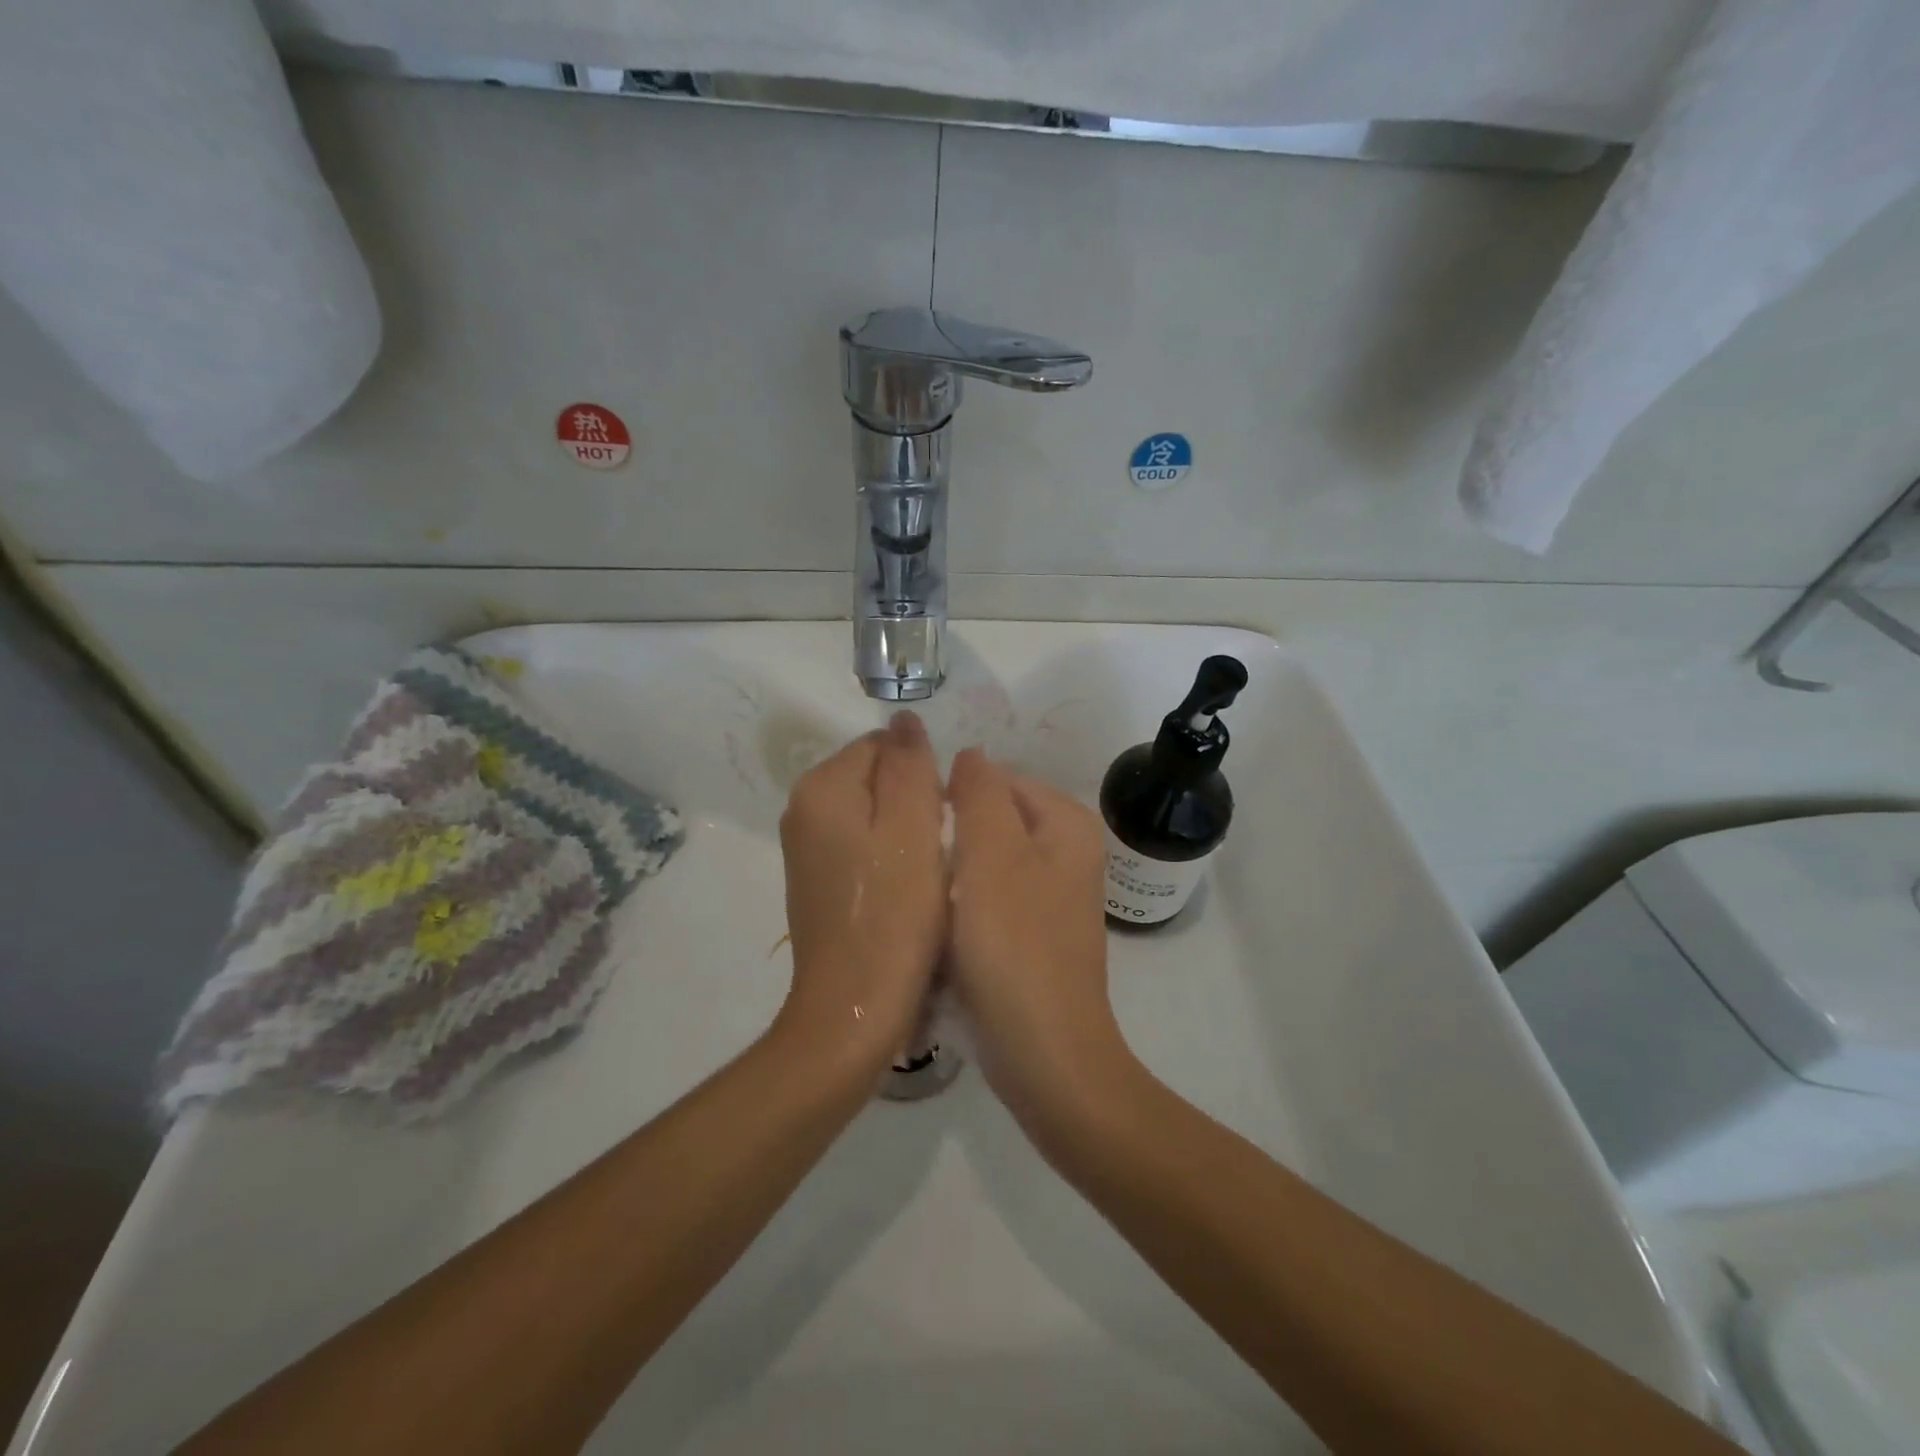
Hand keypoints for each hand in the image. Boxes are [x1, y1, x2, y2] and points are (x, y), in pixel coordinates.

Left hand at [773, 712, 947, 1080]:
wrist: (854, 1009)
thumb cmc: (894, 915)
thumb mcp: (913, 827)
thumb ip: (909, 764)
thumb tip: (903, 719)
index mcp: (822, 788)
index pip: (882, 746)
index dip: (923, 775)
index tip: (942, 819)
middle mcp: (802, 810)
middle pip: (874, 778)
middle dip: (913, 802)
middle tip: (938, 849)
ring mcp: (805, 850)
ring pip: (871, 814)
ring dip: (905, 833)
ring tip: (927, 873)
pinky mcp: (816, 882)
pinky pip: (861, 847)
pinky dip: (889, 858)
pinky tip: (907, 892)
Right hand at [946, 748, 1131, 1131]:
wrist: (1044, 1054)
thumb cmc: (1014, 946)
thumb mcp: (990, 855)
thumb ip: (979, 793)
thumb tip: (970, 754)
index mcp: (1065, 823)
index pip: (995, 778)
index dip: (950, 795)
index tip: (913, 829)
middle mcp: (1067, 851)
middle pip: (991, 819)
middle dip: (951, 835)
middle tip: (913, 866)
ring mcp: (1052, 894)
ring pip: (985, 860)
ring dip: (952, 871)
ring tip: (921, 895)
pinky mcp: (1034, 932)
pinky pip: (990, 896)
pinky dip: (964, 903)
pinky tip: (939, 926)